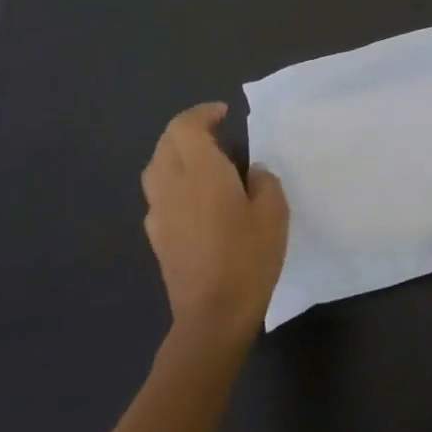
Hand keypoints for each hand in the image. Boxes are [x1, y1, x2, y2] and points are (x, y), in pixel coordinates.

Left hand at [141, 103, 288, 345]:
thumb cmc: (248, 257)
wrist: (212, 317)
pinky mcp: (157, 238)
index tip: (224, 114)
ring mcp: (159, 214)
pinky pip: (159, 195)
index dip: (202, 114)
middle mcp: (172, 186)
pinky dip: (174, 182)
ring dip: (176, 155)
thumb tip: (252, 172)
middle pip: (166, 144)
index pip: (185, 127)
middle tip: (216, 133)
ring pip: (157, 169)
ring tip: (205, 162)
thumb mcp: (274, 212)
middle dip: (187, 131)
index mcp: (201, 172)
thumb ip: (264, 182)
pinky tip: (197, 199)